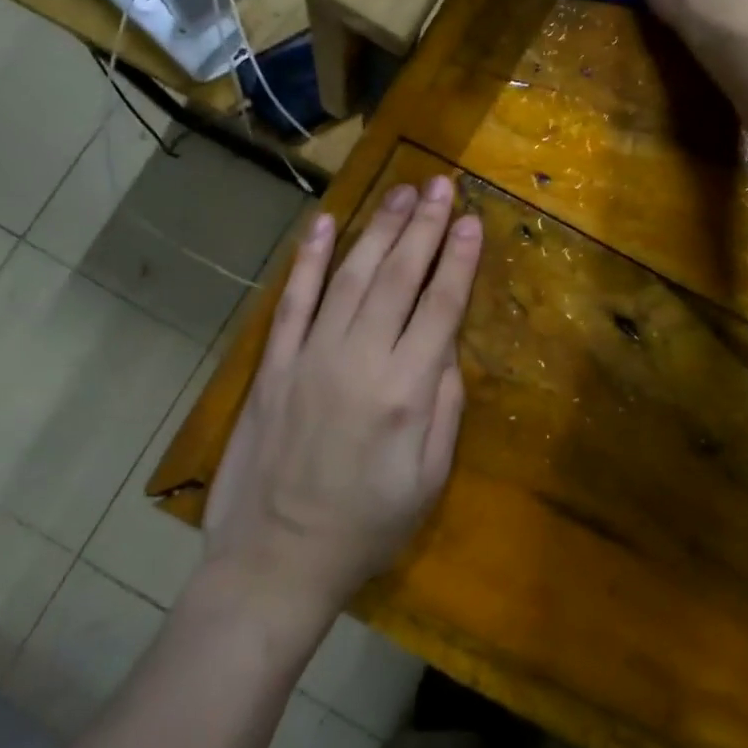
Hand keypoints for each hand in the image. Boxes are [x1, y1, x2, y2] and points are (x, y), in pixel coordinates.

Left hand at [203, 177, 482, 624]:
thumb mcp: (428, 480)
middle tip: (442, 185)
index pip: (441, 307)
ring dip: (379, 230)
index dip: (460, 260)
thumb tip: (447, 349)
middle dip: (425, 227)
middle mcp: (359, 360)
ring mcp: (310, 356)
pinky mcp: (275, 365)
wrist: (273, 561)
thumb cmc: (365, 527)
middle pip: (398, 278)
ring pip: (351, 277)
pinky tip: (325, 224)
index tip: (474, 220)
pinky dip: (310, 260)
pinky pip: (294, 301)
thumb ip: (445, 408)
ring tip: (402, 193)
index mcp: (406, 391)